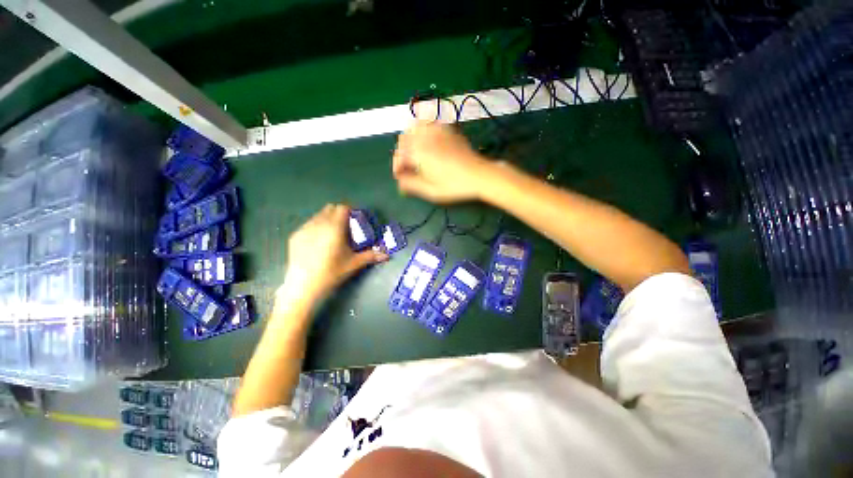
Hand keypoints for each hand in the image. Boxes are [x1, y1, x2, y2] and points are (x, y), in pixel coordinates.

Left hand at [279, 204, 387, 304]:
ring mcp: (304, 229)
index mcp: (334, 227)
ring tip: (333, 233)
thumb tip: (387, 255)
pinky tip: (319, 242)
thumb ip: (371, 256)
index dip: (351, 210)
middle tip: (347, 226)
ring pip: (318, 215)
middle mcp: (318, 223)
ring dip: (328, 219)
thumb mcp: (354, 263)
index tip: (356, 219)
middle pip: (330, 208)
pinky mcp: (295, 236)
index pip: (343, 208)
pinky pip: (309, 224)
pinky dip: (317, 227)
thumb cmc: (332, 273)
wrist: (304, 286)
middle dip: (340, 213)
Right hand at [393, 121, 492, 202]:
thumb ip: (411, 185)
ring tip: (414, 153)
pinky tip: (427, 141)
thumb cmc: (454, 186)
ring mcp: (437, 131)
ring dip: (410, 139)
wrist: (479, 175)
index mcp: (418, 152)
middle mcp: (425, 137)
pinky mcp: (448, 130)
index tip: (400, 178)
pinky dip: (423, 129)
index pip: (399, 155)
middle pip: (404, 139)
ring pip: (415, 127)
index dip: (397, 167)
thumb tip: (399, 182)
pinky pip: (430, 122)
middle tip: (407, 166)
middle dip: (402, 152)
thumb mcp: (430, 191)